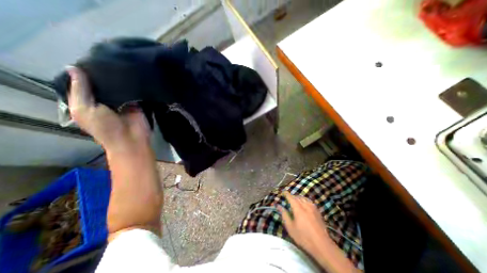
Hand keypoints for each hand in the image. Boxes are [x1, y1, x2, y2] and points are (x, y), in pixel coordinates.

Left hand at [66, 65, 148, 152]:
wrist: (130, 139)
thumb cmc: (104, 127)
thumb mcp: (83, 109)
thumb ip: (80, 90)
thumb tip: (73, 68)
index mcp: (87, 102)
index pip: (83, 84)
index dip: (83, 73)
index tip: (87, 58)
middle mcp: (105, 101)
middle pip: (102, 84)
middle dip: (103, 74)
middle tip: (105, 58)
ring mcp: (122, 102)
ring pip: (119, 87)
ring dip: (119, 78)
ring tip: (120, 63)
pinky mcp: (137, 104)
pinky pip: (134, 92)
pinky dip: (133, 85)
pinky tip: (132, 74)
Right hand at [280, 192, 332, 252]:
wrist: (322, 245)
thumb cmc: (304, 237)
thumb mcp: (290, 228)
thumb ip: (284, 215)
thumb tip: (279, 206)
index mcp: (298, 208)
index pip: (291, 197)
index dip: (286, 194)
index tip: (283, 192)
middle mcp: (305, 205)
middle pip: (297, 197)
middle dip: (292, 196)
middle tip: (288, 199)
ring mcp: (313, 208)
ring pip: (304, 198)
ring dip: (298, 198)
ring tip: (295, 200)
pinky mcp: (318, 211)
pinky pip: (310, 202)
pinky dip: (305, 200)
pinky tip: (305, 204)